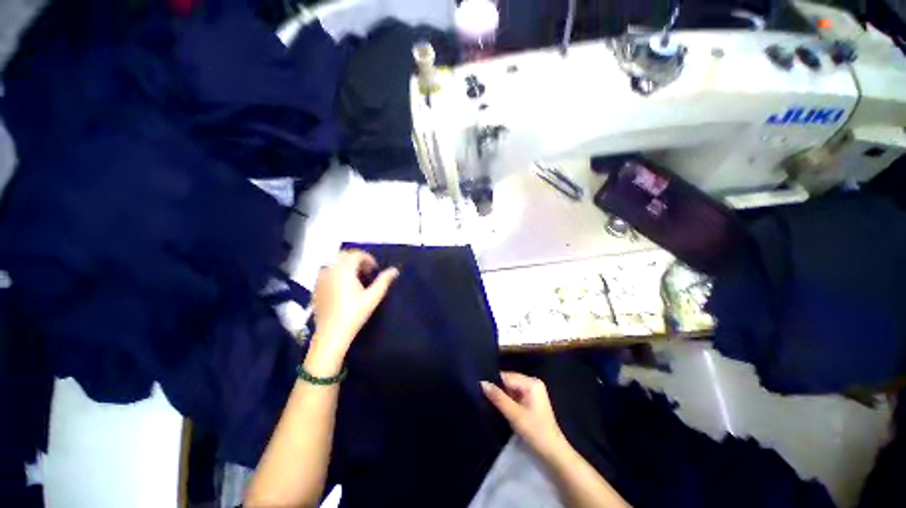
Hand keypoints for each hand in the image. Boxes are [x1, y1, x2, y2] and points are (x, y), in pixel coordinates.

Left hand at [306, 250, 398, 374]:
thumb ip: (384, 280)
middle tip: (366, 272)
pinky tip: (343, 288)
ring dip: (346, 266)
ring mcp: (321, 279)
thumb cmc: (354, 313)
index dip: (368, 259)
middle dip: (357, 260)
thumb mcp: (373, 296)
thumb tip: (394, 270)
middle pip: (344, 256)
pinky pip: (327, 273)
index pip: (356, 254)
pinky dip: (337, 274)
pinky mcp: (316, 288)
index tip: (375, 269)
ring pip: (334, 264)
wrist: (331, 333)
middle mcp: (330, 270)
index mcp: (344, 270)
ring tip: (356, 279)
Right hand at [481, 372, 568, 460]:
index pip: (507, 376)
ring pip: (510, 388)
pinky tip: (500, 406)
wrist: (553, 453)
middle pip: (508, 380)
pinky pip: (514, 394)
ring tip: (490, 401)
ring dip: (502, 395)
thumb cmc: (535, 432)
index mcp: (531, 382)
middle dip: (498, 388)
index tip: (480, 388)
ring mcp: (532, 391)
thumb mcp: (514, 415)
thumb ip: (498, 397)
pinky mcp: (530, 400)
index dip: (494, 382)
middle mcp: (532, 382)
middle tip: (483, 396)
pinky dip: (507, 400)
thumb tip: (482, 383)